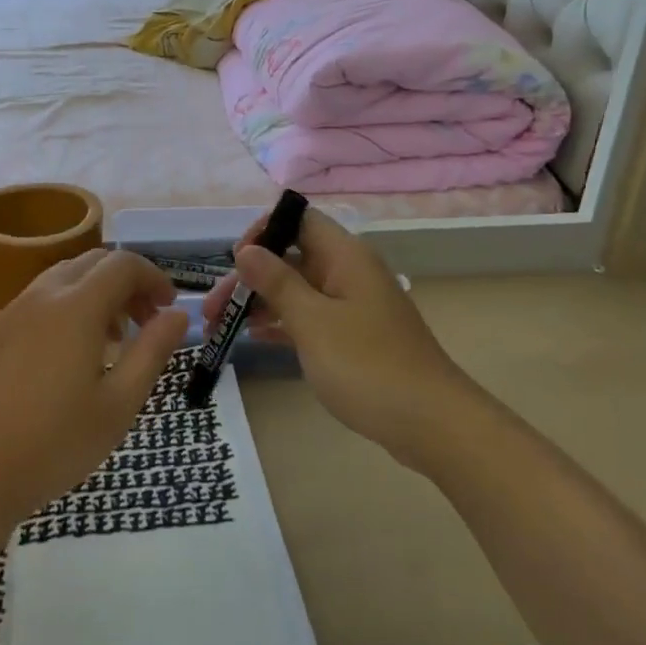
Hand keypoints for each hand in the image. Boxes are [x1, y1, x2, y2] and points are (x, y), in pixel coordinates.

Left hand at [0, 249, 189, 527]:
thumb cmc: (55, 444)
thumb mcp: (119, 404)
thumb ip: (153, 351)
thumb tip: (178, 314)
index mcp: (76, 307)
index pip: (123, 264)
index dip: (153, 278)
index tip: (169, 308)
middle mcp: (41, 296)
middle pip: (93, 263)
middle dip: (126, 283)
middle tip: (145, 322)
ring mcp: (10, 312)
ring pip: (63, 279)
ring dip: (95, 294)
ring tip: (111, 341)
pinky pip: (37, 301)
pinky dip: (65, 308)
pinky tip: (67, 357)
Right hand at [203, 206, 465, 462]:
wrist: (432, 424)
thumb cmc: (368, 366)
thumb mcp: (313, 322)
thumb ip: (276, 283)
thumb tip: (245, 250)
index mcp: (345, 257)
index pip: (299, 220)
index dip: (264, 231)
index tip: (236, 260)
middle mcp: (348, 273)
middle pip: (291, 258)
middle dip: (250, 277)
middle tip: (213, 309)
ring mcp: (352, 306)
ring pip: (297, 290)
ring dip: (260, 302)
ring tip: (221, 326)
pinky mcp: (354, 337)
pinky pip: (309, 317)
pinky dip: (282, 323)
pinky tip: (254, 337)